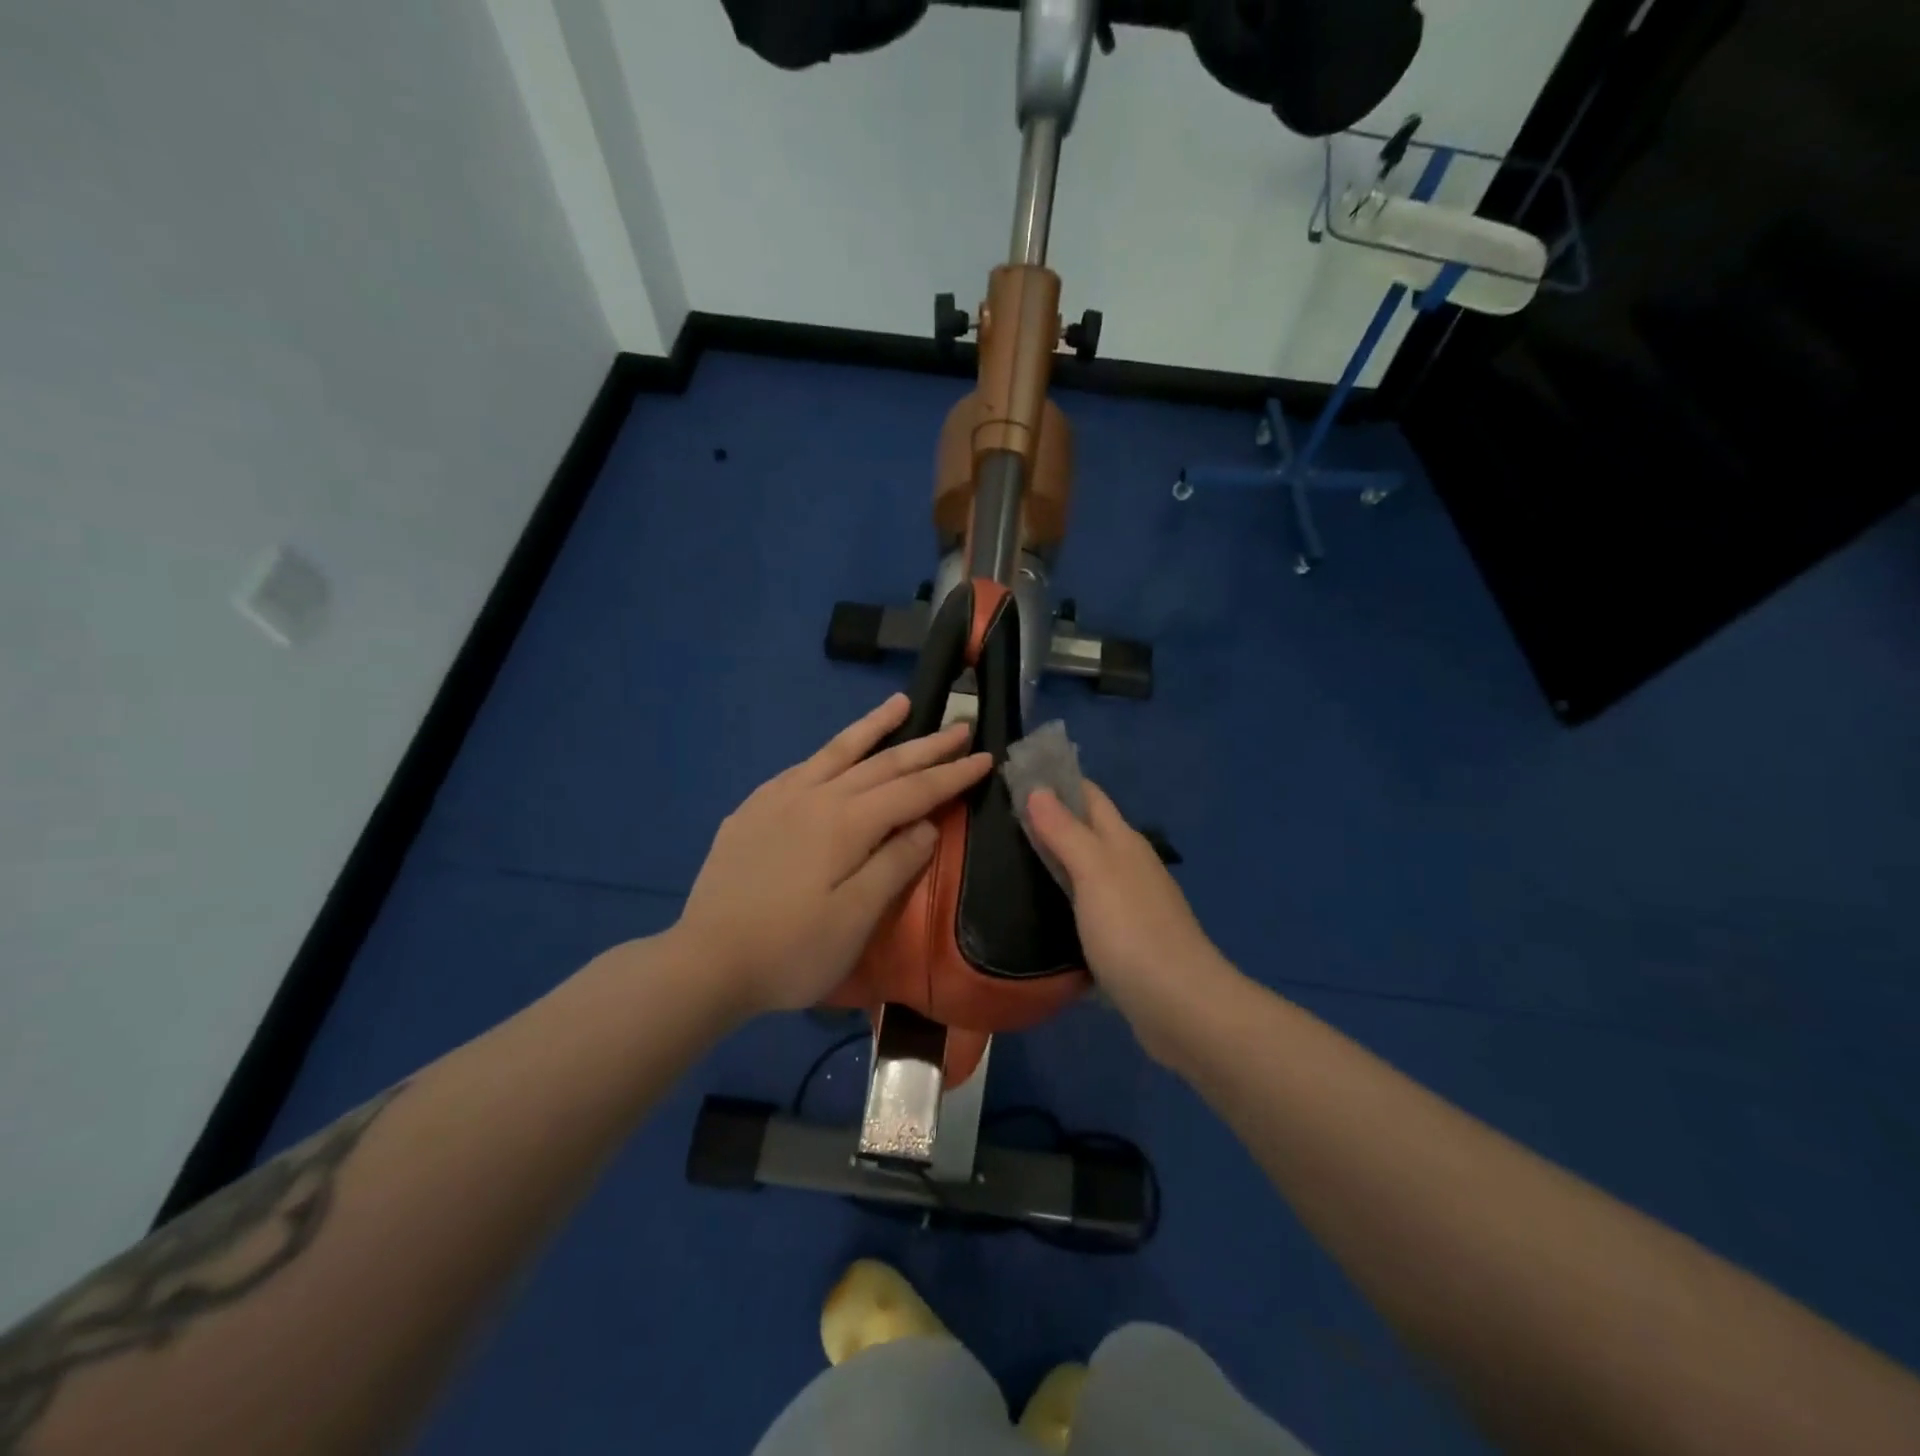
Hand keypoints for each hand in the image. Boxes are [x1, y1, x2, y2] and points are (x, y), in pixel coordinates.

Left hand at [675, 694, 991, 1016]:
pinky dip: (829, 753)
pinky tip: (833, 754)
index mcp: (845, 824)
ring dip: (873, 727)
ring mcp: (778, 799)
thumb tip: (926, 825)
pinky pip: (801, 768)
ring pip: (837, 752)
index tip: (985, 757)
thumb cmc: (790, 951)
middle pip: (881, 764)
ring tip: (901, 703)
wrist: (705, 963)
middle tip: (960, 726)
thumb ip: (894, 865)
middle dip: (925, 746)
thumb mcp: (855, 920)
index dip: (951, 775)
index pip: (912, 790)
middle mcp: (814, 797)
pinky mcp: (752, 811)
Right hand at [1027, 781, 1237, 1059]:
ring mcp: (1130, 903)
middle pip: (1088, 830)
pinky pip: (1088, 904)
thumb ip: (1066, 832)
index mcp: (1124, 842)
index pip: (1089, 796)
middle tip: (999, 818)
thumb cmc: (1133, 931)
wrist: (1180, 1006)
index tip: (1014, 775)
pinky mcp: (1125, 938)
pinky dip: (1065, 896)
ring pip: (1087, 868)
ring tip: (1009, 858)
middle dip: (1051, 818)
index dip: (1057, 781)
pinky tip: (1040, 907)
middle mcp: (1130, 865)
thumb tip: (1038, 789)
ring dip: (1056, 858)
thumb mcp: (1095, 873)